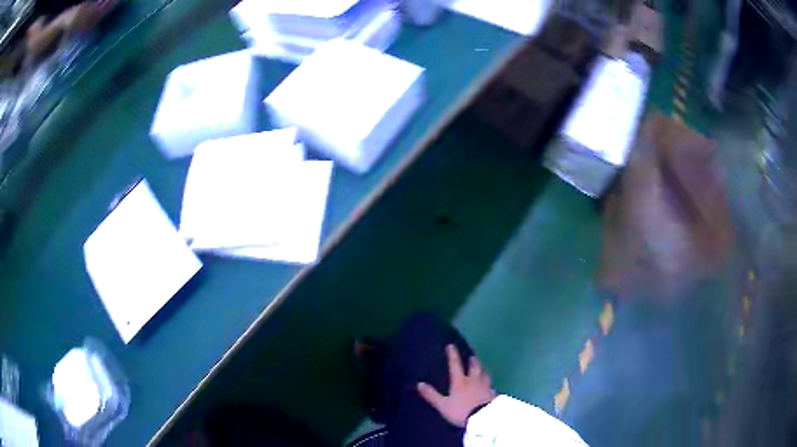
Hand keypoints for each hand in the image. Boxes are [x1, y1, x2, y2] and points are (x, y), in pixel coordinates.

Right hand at [417, 344, 495, 427]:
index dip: (452, 355)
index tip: (451, 345)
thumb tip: (419, 383)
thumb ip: (432, 395)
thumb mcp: (443, 404)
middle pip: (475, 367)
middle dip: (473, 361)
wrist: (483, 418)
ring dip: (483, 370)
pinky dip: (488, 383)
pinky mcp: (493, 394)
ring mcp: (486, 387)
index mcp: (460, 381)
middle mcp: (474, 380)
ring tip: (482, 368)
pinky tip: (489, 386)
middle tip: (472, 356)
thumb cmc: (461, 411)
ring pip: (485, 375)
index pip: (455, 365)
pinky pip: (491, 386)